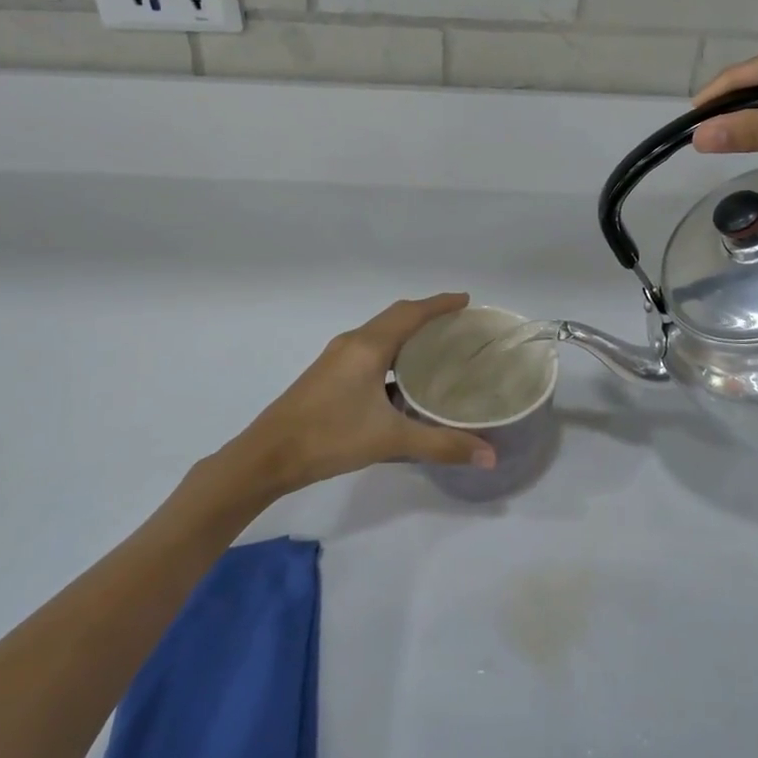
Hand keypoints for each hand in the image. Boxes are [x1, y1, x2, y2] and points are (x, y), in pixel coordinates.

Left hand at [230, 294, 497, 494]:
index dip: (439, 304)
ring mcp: (336, 359)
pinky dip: (392, 354)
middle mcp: (352, 344)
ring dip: (407, 335)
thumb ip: (442, 445)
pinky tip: (404, 381)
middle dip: (426, 316)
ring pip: (380, 335)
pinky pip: (369, 352)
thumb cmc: (329, 437)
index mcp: (367, 347)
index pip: (410, 313)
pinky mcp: (328, 376)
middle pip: (395, 318)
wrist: (267, 456)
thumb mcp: (390, 440)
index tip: (465, 300)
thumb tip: (490, 457)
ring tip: (438, 349)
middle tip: (458, 325)